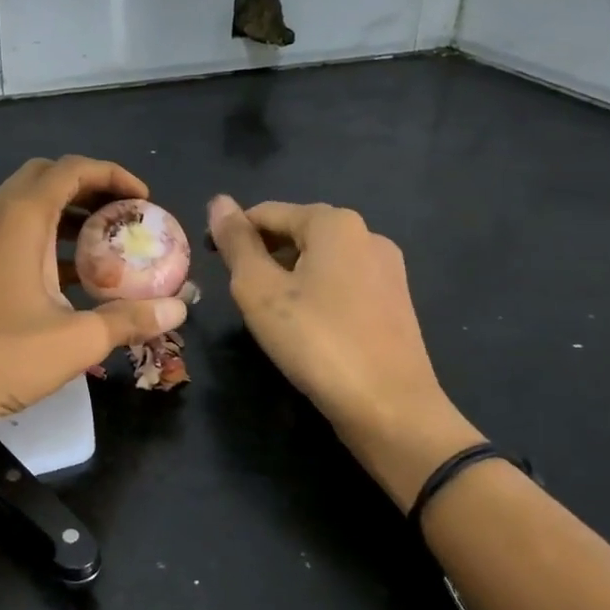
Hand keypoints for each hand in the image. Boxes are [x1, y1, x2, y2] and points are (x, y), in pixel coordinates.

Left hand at [0, 157, 188, 429]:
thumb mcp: (74, 340)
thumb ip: (130, 318)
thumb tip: (180, 309)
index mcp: (18, 216)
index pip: (71, 168)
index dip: (113, 175)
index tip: (145, 201)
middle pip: (46, 178)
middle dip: (90, 190)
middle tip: (124, 218)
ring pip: (25, 206)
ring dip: (65, 217)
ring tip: (105, 248)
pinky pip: (9, 233)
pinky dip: (42, 240)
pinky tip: (67, 280)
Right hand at [207, 196, 481, 508]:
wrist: (390, 408)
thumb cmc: (316, 342)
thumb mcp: (260, 290)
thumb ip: (236, 243)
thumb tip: (218, 201)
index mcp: (335, 223)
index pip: (266, 213)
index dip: (233, 235)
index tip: (213, 266)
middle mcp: (367, 234)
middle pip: (296, 232)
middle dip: (263, 256)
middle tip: (242, 297)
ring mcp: (387, 269)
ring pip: (320, 260)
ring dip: (288, 277)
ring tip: (271, 316)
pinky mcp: (395, 301)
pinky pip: (343, 283)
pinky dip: (316, 294)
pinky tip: (307, 328)